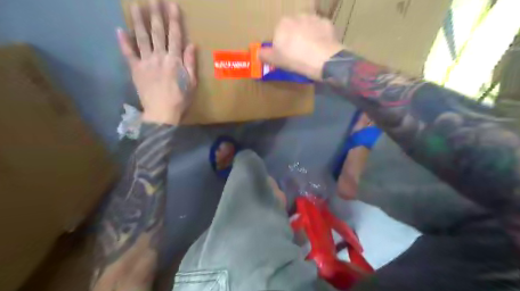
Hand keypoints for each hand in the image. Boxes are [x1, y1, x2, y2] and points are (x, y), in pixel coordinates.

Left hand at [117, 0, 197, 124]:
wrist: (162, 112)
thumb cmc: (180, 99)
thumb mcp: (192, 82)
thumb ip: (190, 63)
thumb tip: (191, 44)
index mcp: (175, 60)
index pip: (175, 36)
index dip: (173, 19)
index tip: (171, 4)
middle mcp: (159, 56)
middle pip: (157, 32)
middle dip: (156, 14)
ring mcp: (145, 62)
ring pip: (141, 37)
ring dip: (138, 20)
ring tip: (136, 5)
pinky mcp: (135, 69)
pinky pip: (128, 53)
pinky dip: (123, 41)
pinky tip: (119, 29)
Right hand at [257, 13, 343, 80]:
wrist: (321, 58)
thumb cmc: (294, 58)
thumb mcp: (275, 60)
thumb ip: (264, 55)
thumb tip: (257, 53)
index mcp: (282, 24)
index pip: (279, 33)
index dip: (282, 45)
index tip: (285, 55)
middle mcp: (298, 16)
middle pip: (294, 28)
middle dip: (295, 38)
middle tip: (298, 54)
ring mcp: (314, 18)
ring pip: (308, 28)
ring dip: (308, 37)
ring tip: (310, 52)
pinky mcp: (327, 24)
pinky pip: (321, 31)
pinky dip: (320, 38)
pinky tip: (320, 49)